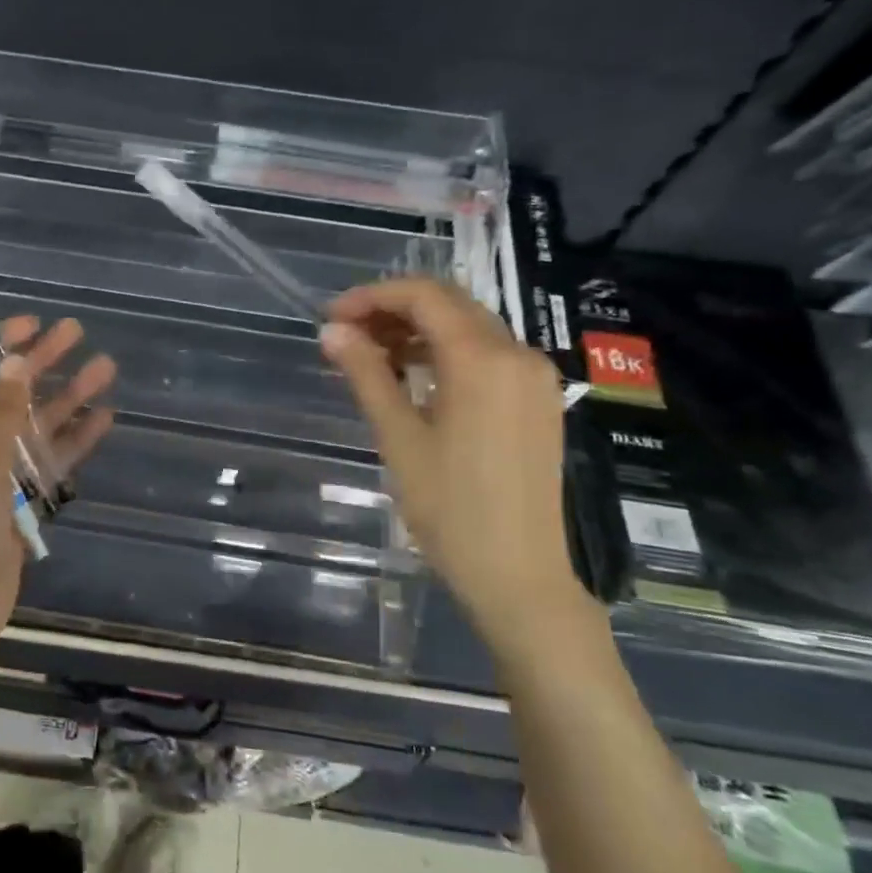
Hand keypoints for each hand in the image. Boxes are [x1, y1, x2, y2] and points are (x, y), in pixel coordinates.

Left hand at [0, 317, 115, 680]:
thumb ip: (0, 415)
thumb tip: (15, 362)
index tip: (32, 322)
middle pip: (8, 395)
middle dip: (40, 364)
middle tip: (78, 334)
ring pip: (34, 428)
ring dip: (66, 399)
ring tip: (105, 370)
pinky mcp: (17, 506)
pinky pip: (47, 465)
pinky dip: (72, 443)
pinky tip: (102, 420)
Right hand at [319, 278, 590, 658]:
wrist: (519, 576)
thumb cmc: (450, 509)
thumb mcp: (399, 438)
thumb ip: (367, 374)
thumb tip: (332, 332)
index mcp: (483, 360)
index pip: (425, 296)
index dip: (372, 296)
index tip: (332, 317)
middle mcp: (518, 354)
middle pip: (450, 305)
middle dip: (393, 310)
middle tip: (345, 336)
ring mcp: (536, 378)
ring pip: (469, 328)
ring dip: (418, 331)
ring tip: (371, 357)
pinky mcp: (539, 401)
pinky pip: (488, 356)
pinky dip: (446, 354)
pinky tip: (414, 377)